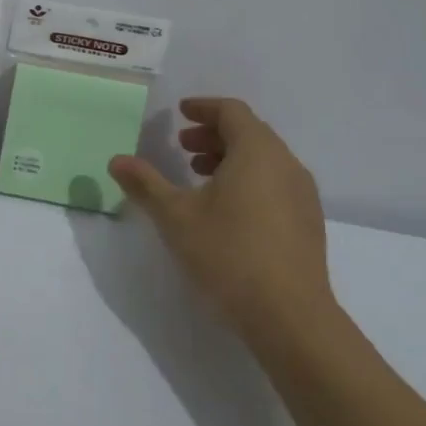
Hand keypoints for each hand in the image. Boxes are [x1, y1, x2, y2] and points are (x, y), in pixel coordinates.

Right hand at [109, 98, 332, 334]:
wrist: (291, 318)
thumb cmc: (229, 254)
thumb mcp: (175, 217)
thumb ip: (145, 184)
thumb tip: (117, 160)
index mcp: (257, 151)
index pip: (232, 111)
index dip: (203, 107)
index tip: (180, 113)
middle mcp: (286, 164)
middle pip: (250, 133)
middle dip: (213, 134)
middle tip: (182, 148)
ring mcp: (303, 195)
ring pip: (264, 160)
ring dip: (230, 158)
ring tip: (199, 178)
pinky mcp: (307, 224)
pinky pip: (275, 183)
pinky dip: (248, 180)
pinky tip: (226, 210)